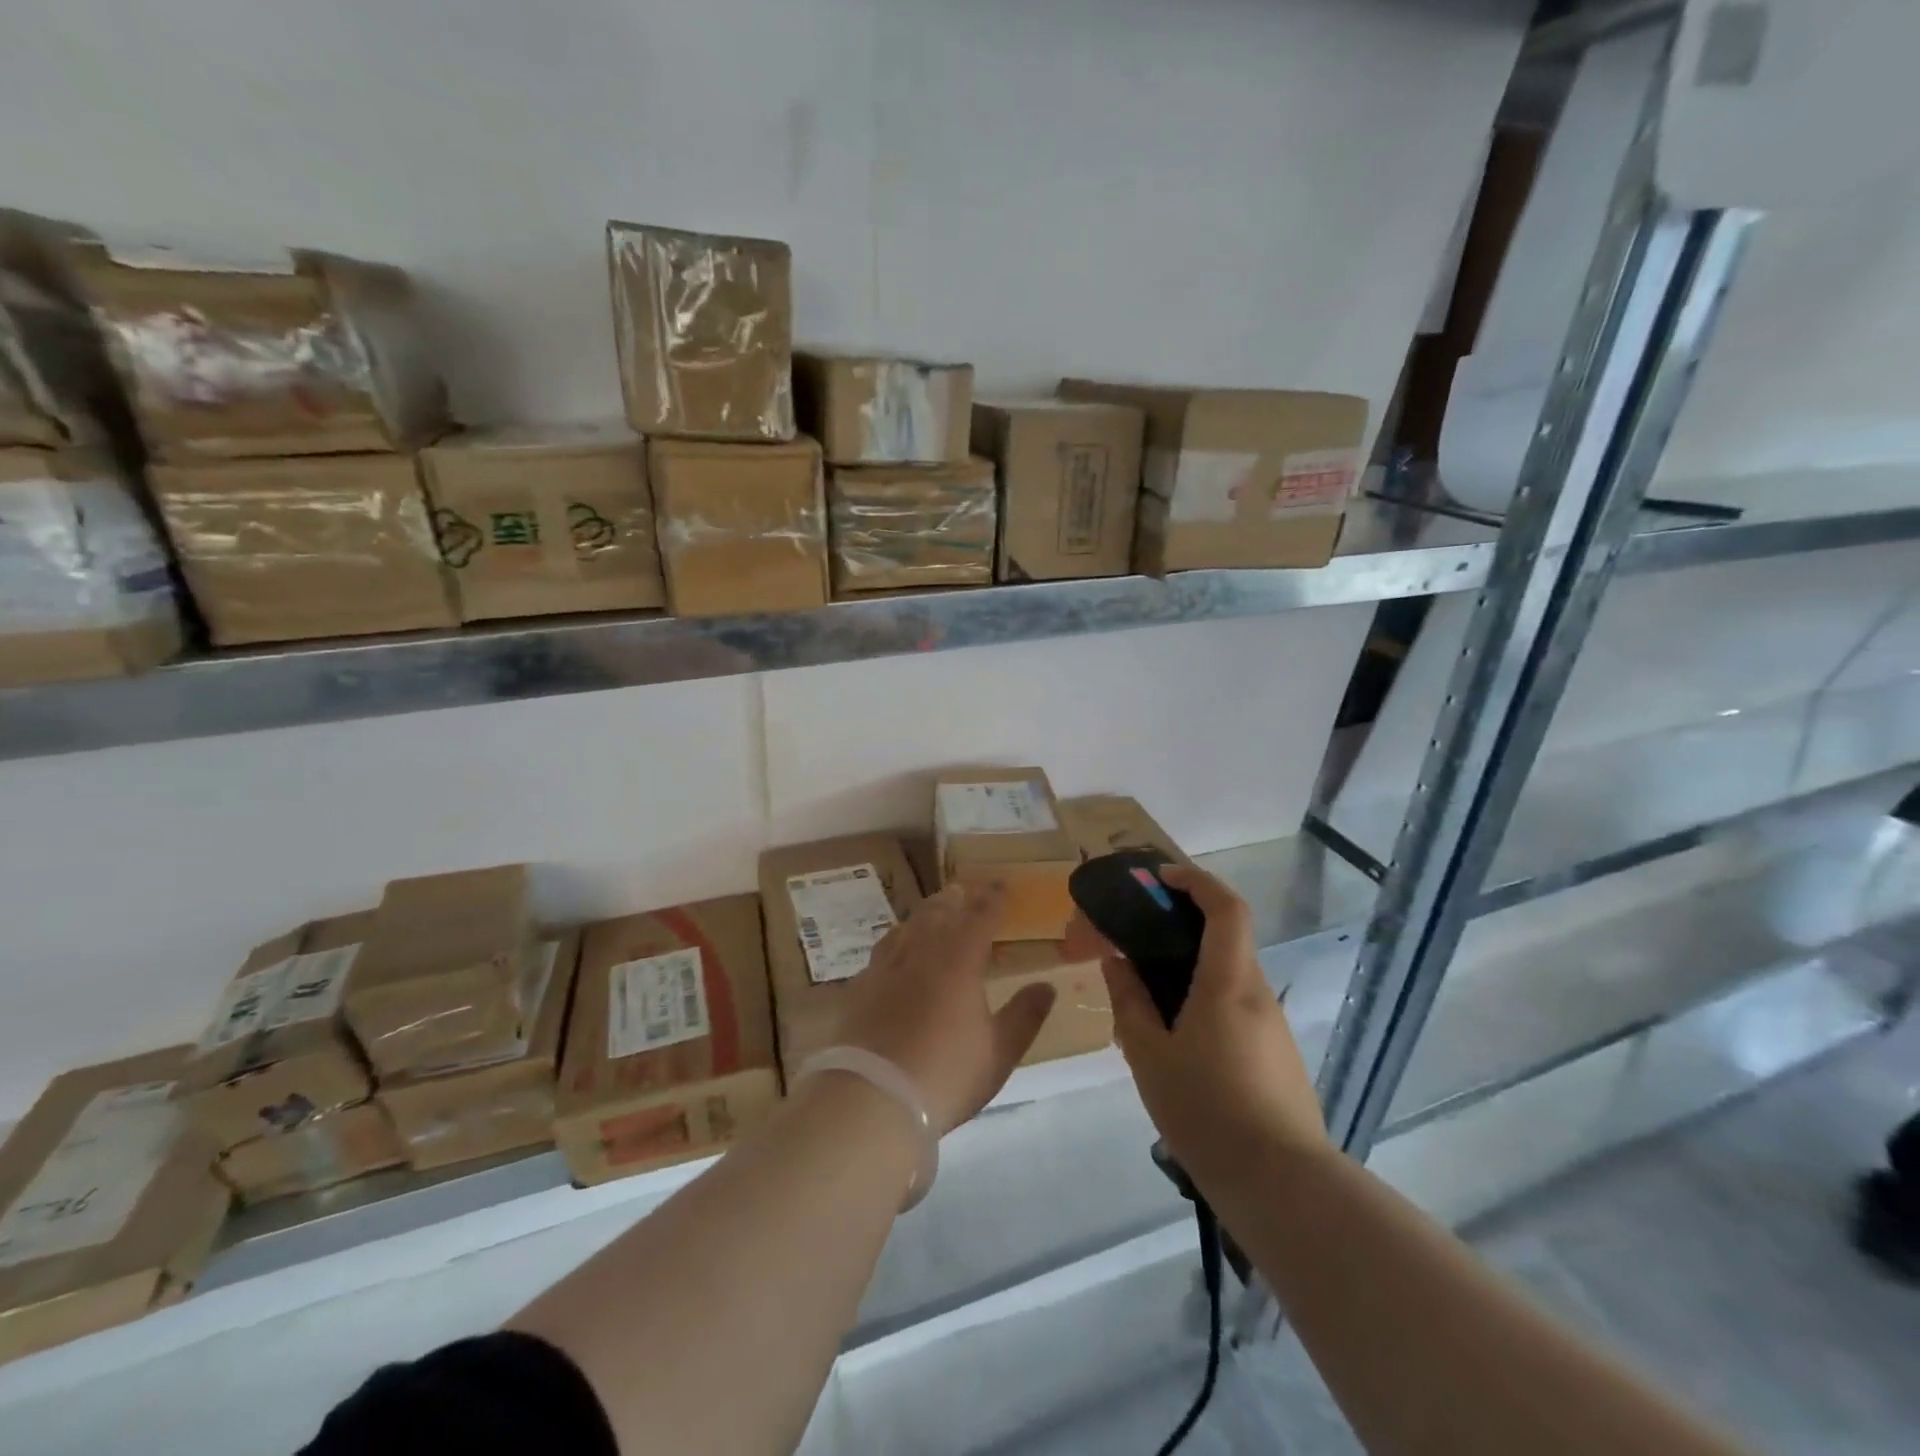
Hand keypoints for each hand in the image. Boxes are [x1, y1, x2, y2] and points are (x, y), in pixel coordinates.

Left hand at [835, 882, 1055, 1134]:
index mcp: (960, 959)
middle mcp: (921, 951)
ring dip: (923, 915)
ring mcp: (886, 967)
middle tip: (962, 891)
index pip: (981, 916)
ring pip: (906, 927)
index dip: (993, 898)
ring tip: (931, 912)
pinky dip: (894, 942)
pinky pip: (881, 951)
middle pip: (939, 912)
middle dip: (954, 899)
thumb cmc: (946, 1074)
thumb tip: (1047, 985)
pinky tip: (892, 953)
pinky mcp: (860, 987)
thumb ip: (1025, 1015)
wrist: (873, 1097)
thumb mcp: (999, 1051)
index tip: (1002, 885)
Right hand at [1064, 865, 1327, 1179]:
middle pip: (1226, 939)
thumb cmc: (1207, 1112)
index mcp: (1229, 983)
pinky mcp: (1278, 1057)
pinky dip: (1204, 1003)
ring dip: (1190, 972)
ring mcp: (1273, 1027)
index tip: (1161, 879)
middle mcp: (1258, 994)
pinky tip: (1176, 1044)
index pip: (1226, 908)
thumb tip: (1117, 962)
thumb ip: (1130, 1002)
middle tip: (1137, 944)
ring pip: (1228, 978)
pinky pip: (1236, 1009)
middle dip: (1182, 928)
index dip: (1196, 881)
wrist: (1281, 1186)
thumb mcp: (1149, 1056)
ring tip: (1145, 1005)